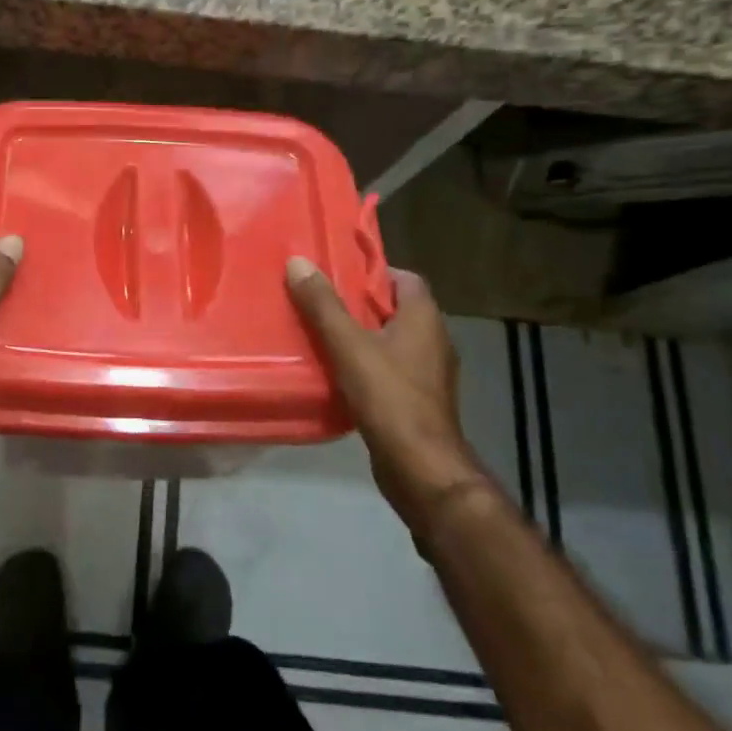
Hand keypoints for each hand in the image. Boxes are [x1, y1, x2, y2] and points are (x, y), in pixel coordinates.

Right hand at [285, 258, 488, 543]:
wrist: (421, 468)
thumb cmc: (389, 397)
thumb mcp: (348, 345)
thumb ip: (323, 305)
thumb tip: (298, 261)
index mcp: (424, 319)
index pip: (404, 278)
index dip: (372, 271)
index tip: (336, 273)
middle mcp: (433, 341)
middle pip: (394, 309)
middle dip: (358, 304)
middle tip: (318, 301)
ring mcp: (428, 374)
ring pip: (390, 342)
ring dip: (359, 336)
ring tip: (319, 334)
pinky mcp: (417, 401)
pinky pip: (388, 370)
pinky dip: (365, 365)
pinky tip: (335, 373)